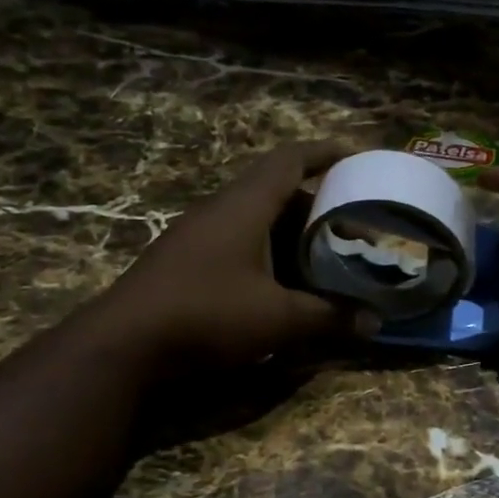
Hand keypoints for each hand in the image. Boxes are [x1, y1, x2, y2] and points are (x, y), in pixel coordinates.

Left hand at [89, 140, 358, 374]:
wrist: (124, 344)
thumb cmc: (207, 315)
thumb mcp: (278, 318)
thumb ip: (329, 317)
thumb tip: (374, 322)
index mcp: (244, 206)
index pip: (289, 161)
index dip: (324, 153)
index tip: (355, 157)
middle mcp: (220, 210)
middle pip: (274, 190)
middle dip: (315, 203)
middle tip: (349, 221)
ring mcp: (197, 235)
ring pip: (254, 219)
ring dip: (289, 230)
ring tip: (323, 251)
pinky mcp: (185, 262)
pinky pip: (237, 242)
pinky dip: (267, 252)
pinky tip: (281, 281)